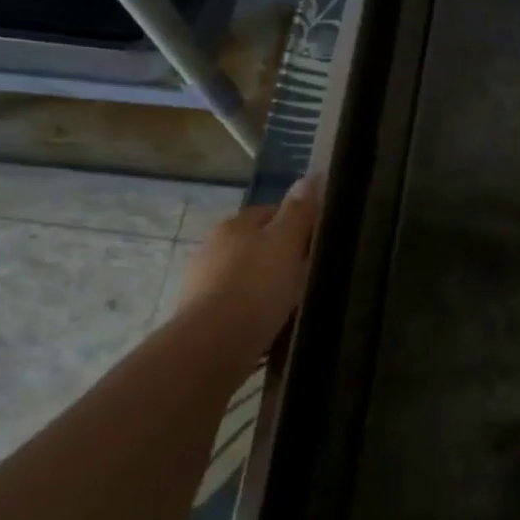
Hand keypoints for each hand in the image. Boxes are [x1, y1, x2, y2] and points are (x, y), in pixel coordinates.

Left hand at [176, 177, 318, 345]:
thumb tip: (311, 176)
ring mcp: (202, 281)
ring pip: (245, 274)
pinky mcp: (201, 313)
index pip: (270, 212)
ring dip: (265, 282)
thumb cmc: (256, 286)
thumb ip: (299, 212)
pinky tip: (270, 322)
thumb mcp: (287, 244)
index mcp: (234, 225)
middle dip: (279, 254)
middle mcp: (213, 247)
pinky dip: (253, 307)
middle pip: (256, 244)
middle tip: (309, 273)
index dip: (297, 223)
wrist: (214, 344)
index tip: (318, 241)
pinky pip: (236, 302)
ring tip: (293, 302)